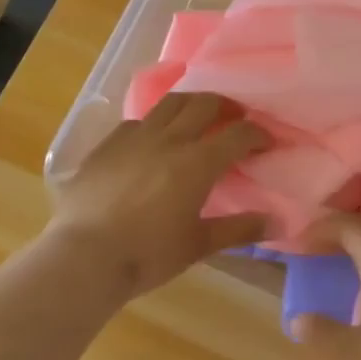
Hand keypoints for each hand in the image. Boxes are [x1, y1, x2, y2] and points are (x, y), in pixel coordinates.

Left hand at [48, 93, 269, 299]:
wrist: (84, 256)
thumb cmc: (147, 254)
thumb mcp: (198, 245)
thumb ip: (239, 229)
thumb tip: (276, 220)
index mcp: (197, 162)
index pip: (238, 135)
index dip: (258, 134)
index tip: (267, 142)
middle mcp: (169, 139)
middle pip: (205, 103)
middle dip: (227, 107)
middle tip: (235, 120)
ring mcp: (135, 137)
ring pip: (170, 103)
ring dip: (192, 104)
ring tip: (197, 118)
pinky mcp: (108, 144)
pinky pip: (138, 122)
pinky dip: (155, 124)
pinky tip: (153, 142)